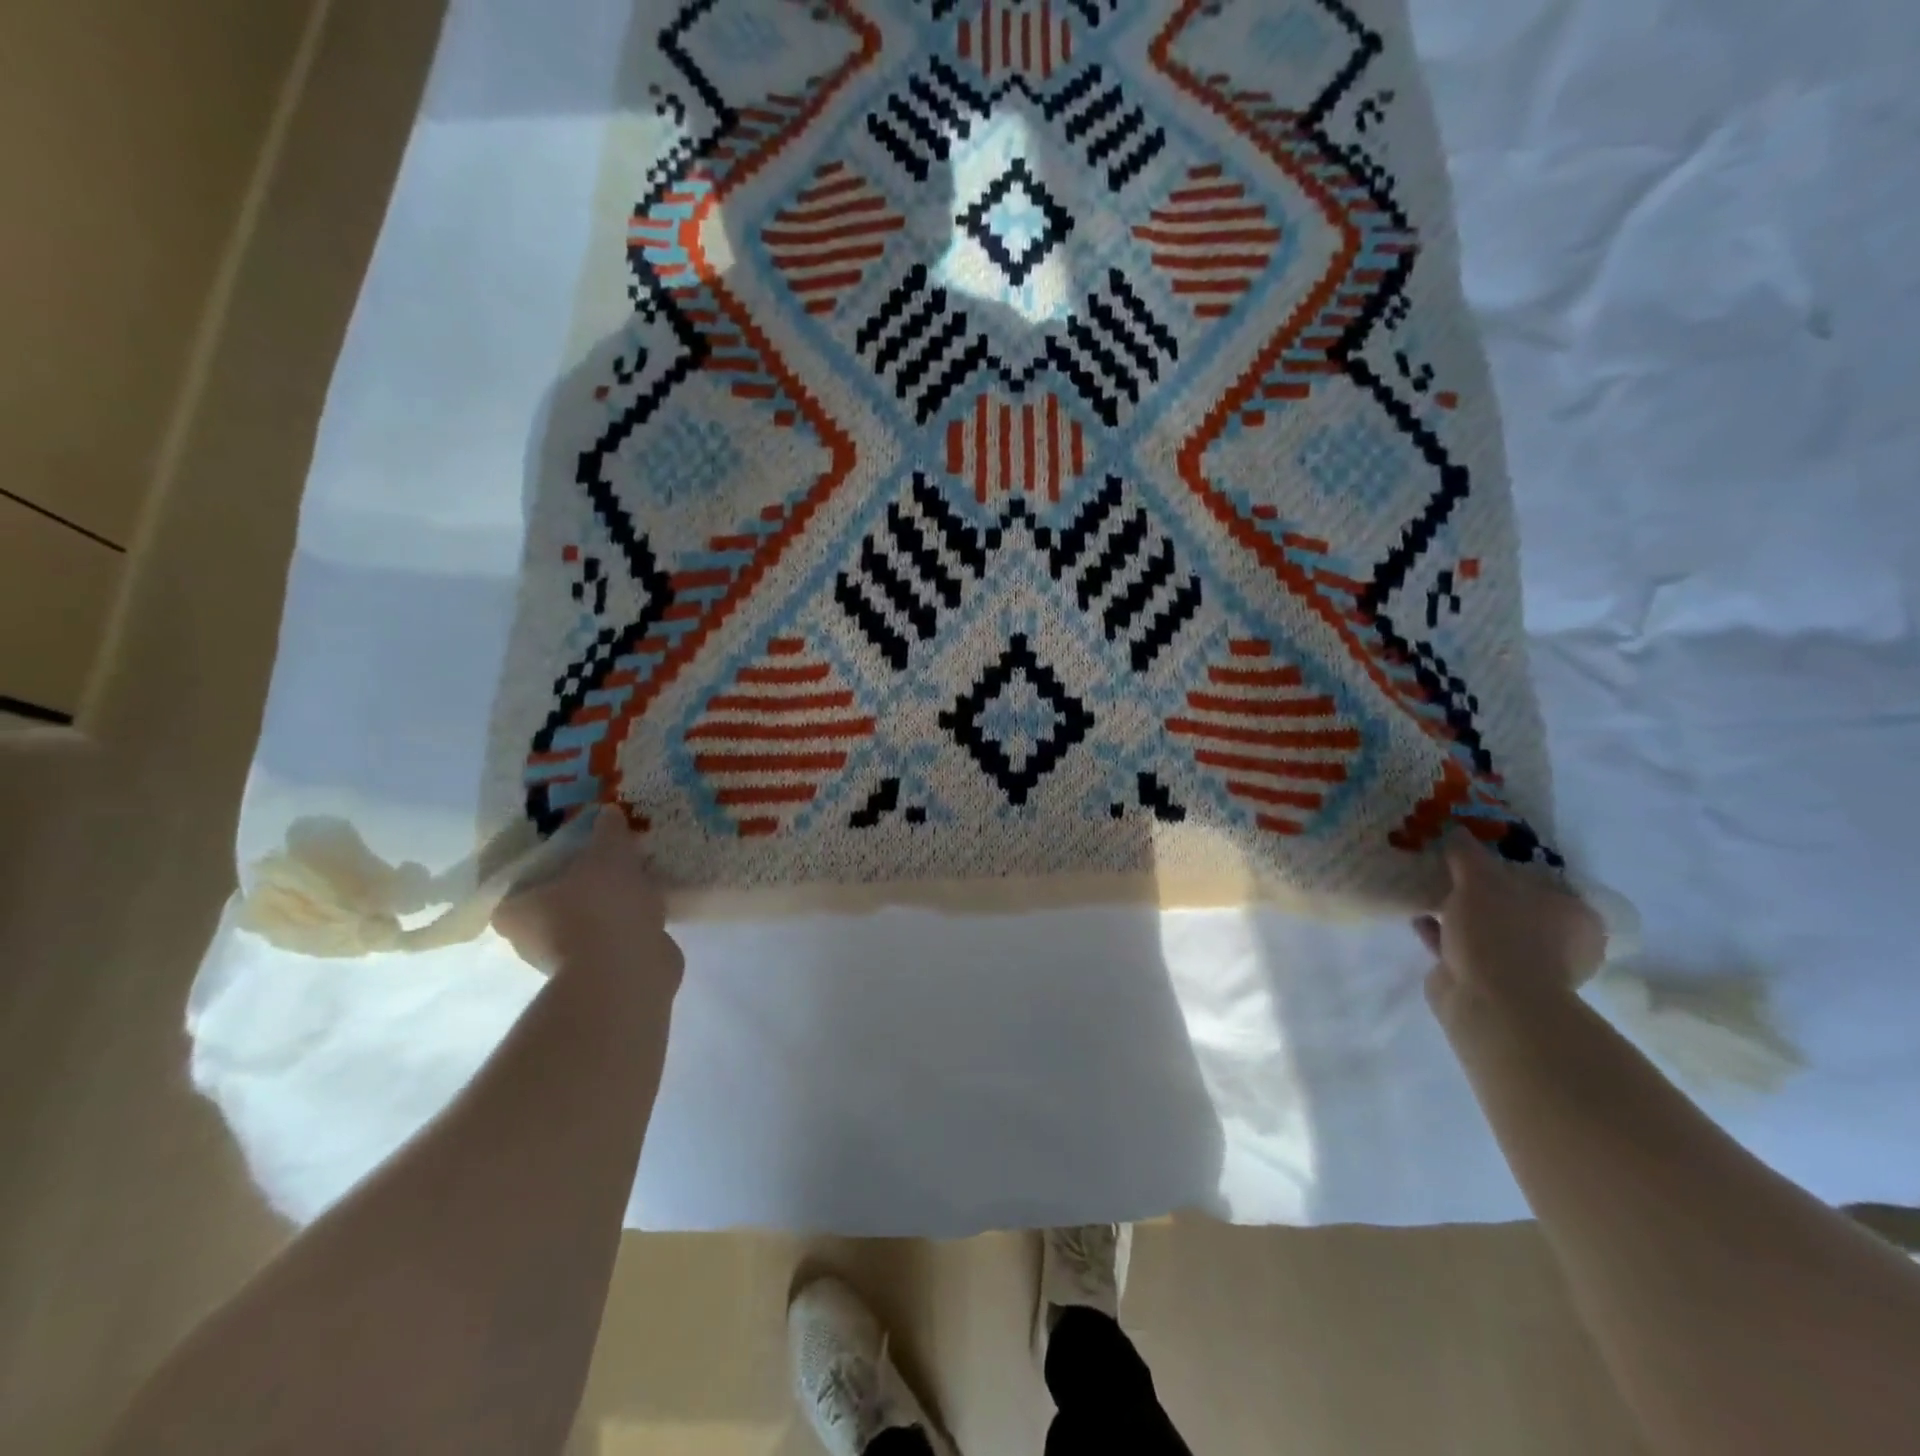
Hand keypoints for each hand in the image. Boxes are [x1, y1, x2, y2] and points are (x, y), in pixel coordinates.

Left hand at [493, 806, 681, 986]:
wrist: (628, 970)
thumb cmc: (601, 908)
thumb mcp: (608, 855)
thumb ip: (607, 832)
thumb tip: (607, 812)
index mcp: (513, 910)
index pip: (516, 881)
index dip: (540, 864)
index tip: (566, 849)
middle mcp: (529, 940)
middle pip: (551, 901)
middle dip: (577, 884)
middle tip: (606, 859)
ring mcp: (565, 959)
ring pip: (584, 921)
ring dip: (605, 906)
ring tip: (634, 879)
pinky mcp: (599, 971)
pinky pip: (610, 937)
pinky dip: (625, 924)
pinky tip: (648, 905)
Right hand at [1416, 836, 1604, 1019]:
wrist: (1489, 1002)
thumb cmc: (1500, 933)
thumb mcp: (1479, 879)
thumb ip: (1467, 854)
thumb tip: (1458, 830)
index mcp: (1575, 918)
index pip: (1544, 883)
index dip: (1509, 867)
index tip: (1477, 856)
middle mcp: (1558, 944)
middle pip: (1513, 907)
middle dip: (1479, 892)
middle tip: (1447, 870)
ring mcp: (1523, 967)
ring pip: (1486, 930)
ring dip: (1457, 913)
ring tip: (1425, 889)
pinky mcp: (1489, 983)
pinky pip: (1462, 948)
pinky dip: (1442, 934)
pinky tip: (1418, 916)